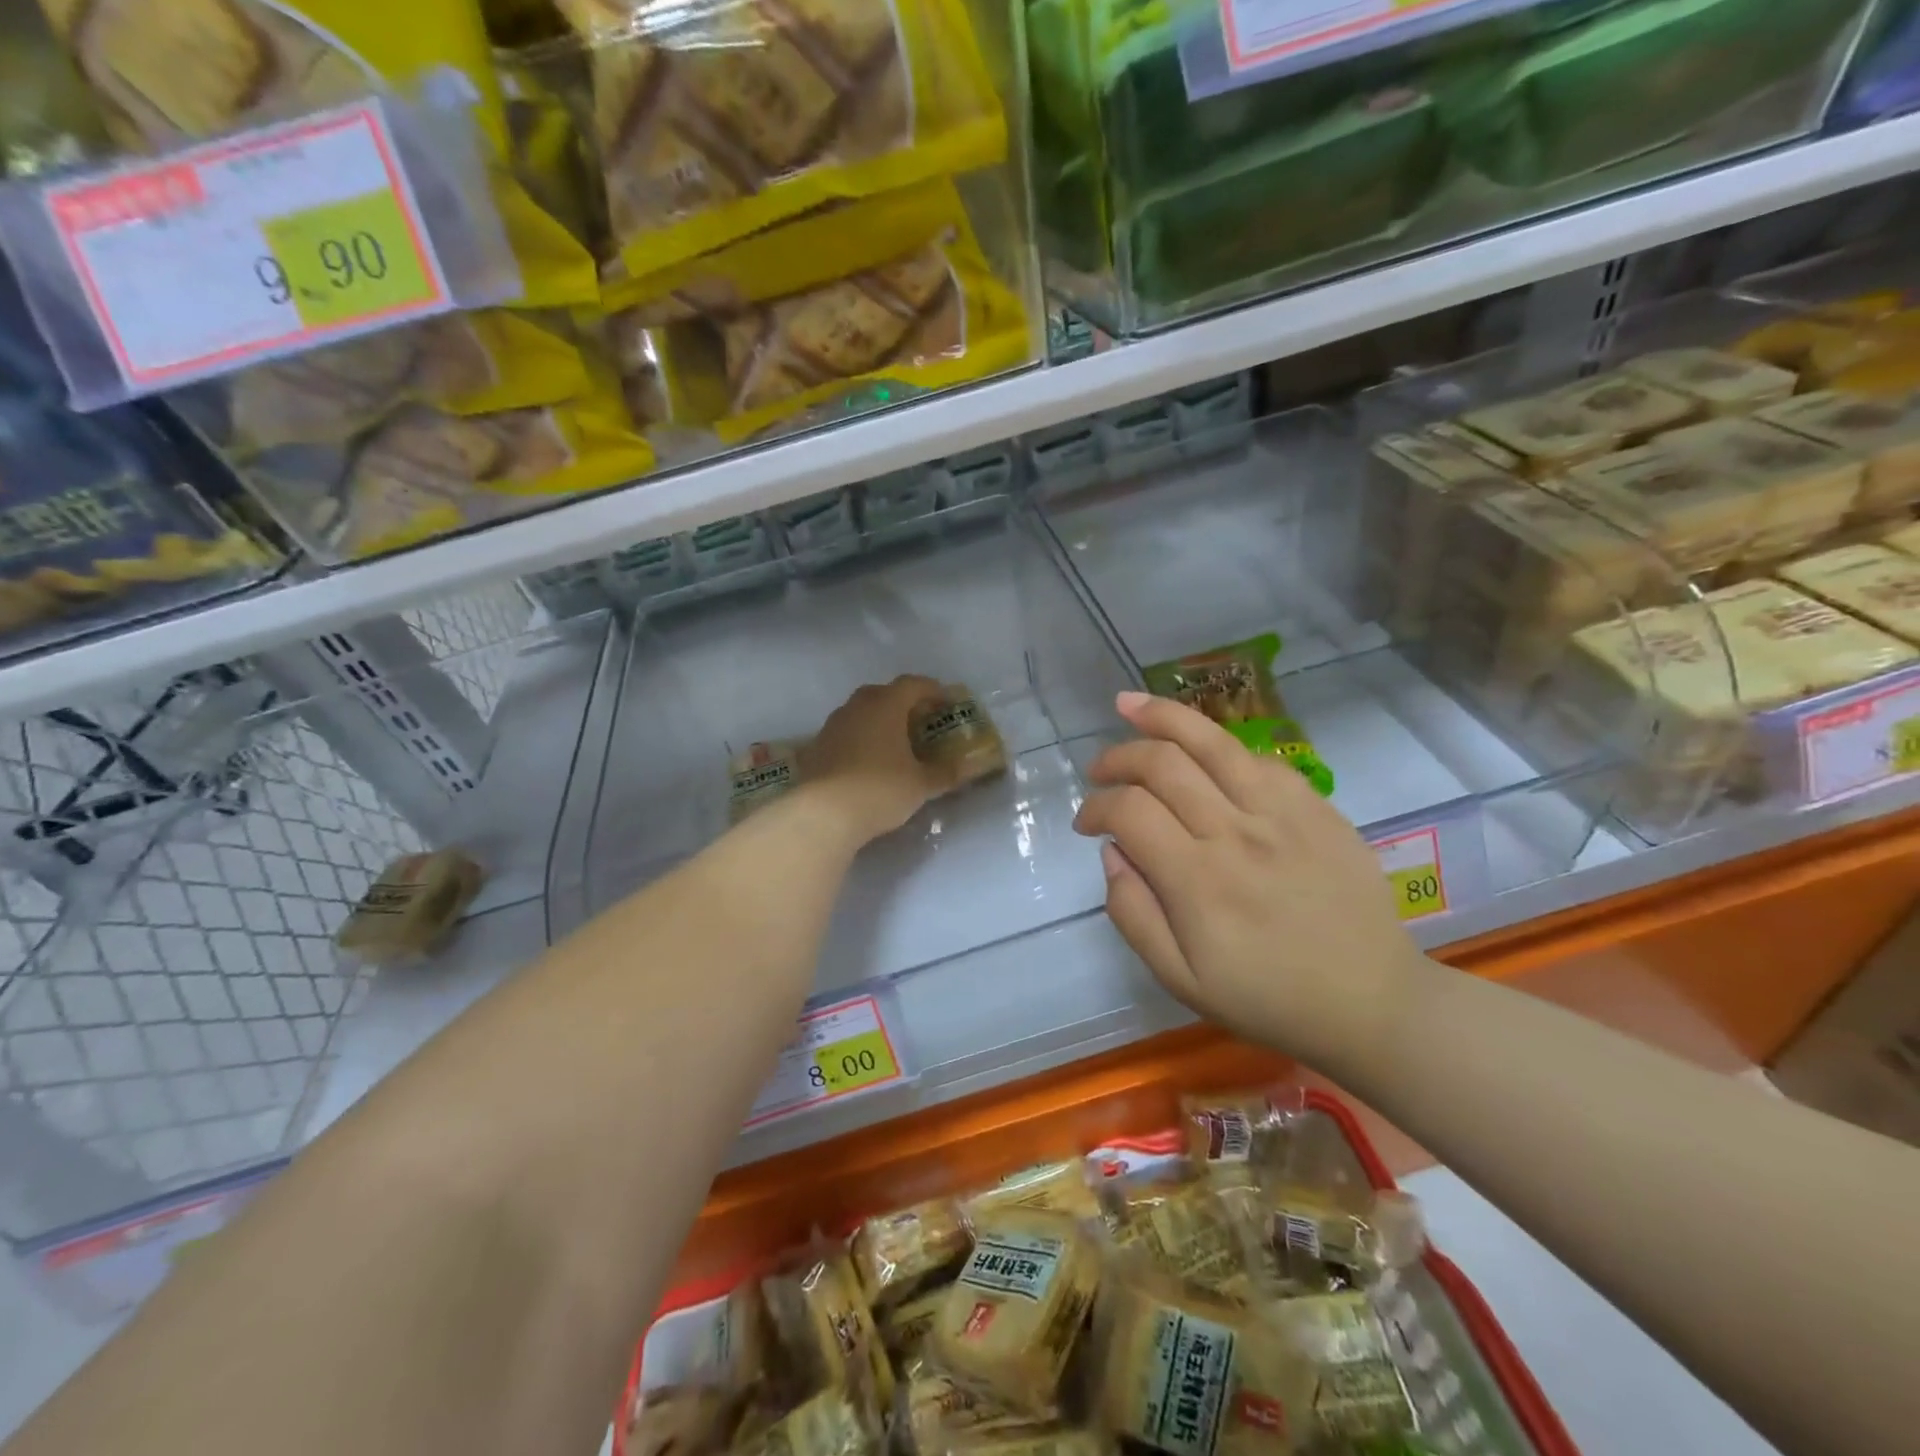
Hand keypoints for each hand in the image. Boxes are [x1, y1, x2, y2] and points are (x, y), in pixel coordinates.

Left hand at [798, 676, 963, 845]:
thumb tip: (969, 767)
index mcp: (886, 705)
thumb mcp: (921, 784)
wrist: (823, 814)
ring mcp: (832, 726)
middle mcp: (856, 707)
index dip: (933, 690)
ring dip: (878, 722)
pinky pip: (844, 735)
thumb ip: (946, 772)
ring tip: (894, 744)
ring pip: (860, 713)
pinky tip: (867, 763)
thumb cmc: (881, 789)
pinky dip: (859, 741)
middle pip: (883, 694)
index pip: (913, 684)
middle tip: (920, 722)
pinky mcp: (815, 748)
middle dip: (903, 704)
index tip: (947, 703)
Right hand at [1073, 691, 1421, 1054]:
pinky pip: (1257, 757)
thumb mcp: (1181, 980)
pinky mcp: (1316, 806)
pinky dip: (1218, 746)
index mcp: (1198, 881)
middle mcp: (1236, 833)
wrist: (1370, 1002)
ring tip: (1130, 707)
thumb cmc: (1267, 998)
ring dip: (1162, 717)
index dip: (1095, 806)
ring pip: (1212, 741)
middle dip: (1117, 757)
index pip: (1129, 811)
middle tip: (1099, 771)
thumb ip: (1133, 914)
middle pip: (1163, 763)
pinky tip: (1200, 752)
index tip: (1085, 823)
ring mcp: (1283, 812)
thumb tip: (1111, 852)